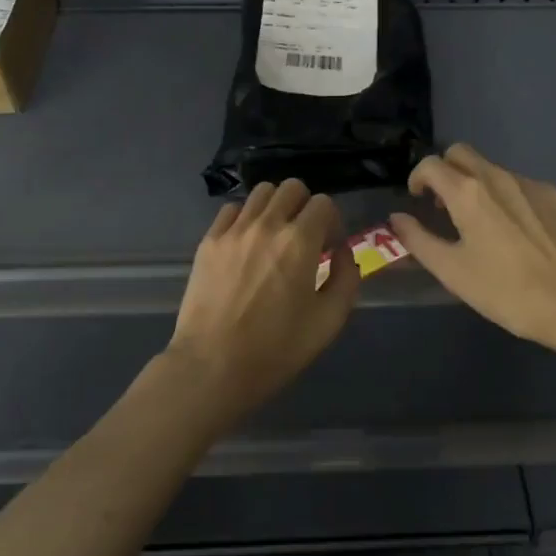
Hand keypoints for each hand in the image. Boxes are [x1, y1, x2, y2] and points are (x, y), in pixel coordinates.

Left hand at [165, 179, 358, 419]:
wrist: (212, 367)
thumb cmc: (276, 349)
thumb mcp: (328, 322)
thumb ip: (346, 279)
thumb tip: (342, 251)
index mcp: (300, 241)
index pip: (323, 203)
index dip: (332, 221)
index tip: (328, 246)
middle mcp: (267, 224)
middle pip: (292, 187)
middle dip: (305, 206)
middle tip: (304, 236)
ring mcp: (233, 230)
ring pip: (261, 192)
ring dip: (275, 207)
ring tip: (274, 235)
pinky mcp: (209, 240)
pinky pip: (231, 209)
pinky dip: (245, 217)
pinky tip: (246, 243)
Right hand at [389, 144, 555, 354]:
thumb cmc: (506, 291)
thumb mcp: (452, 271)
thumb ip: (418, 239)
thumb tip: (396, 218)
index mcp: (468, 192)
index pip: (431, 164)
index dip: (417, 178)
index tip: (418, 200)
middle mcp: (497, 176)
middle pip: (460, 153)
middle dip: (445, 171)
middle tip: (443, 204)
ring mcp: (529, 183)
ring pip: (490, 168)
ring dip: (474, 183)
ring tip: (479, 221)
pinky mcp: (553, 195)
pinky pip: (517, 183)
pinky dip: (503, 194)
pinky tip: (512, 230)